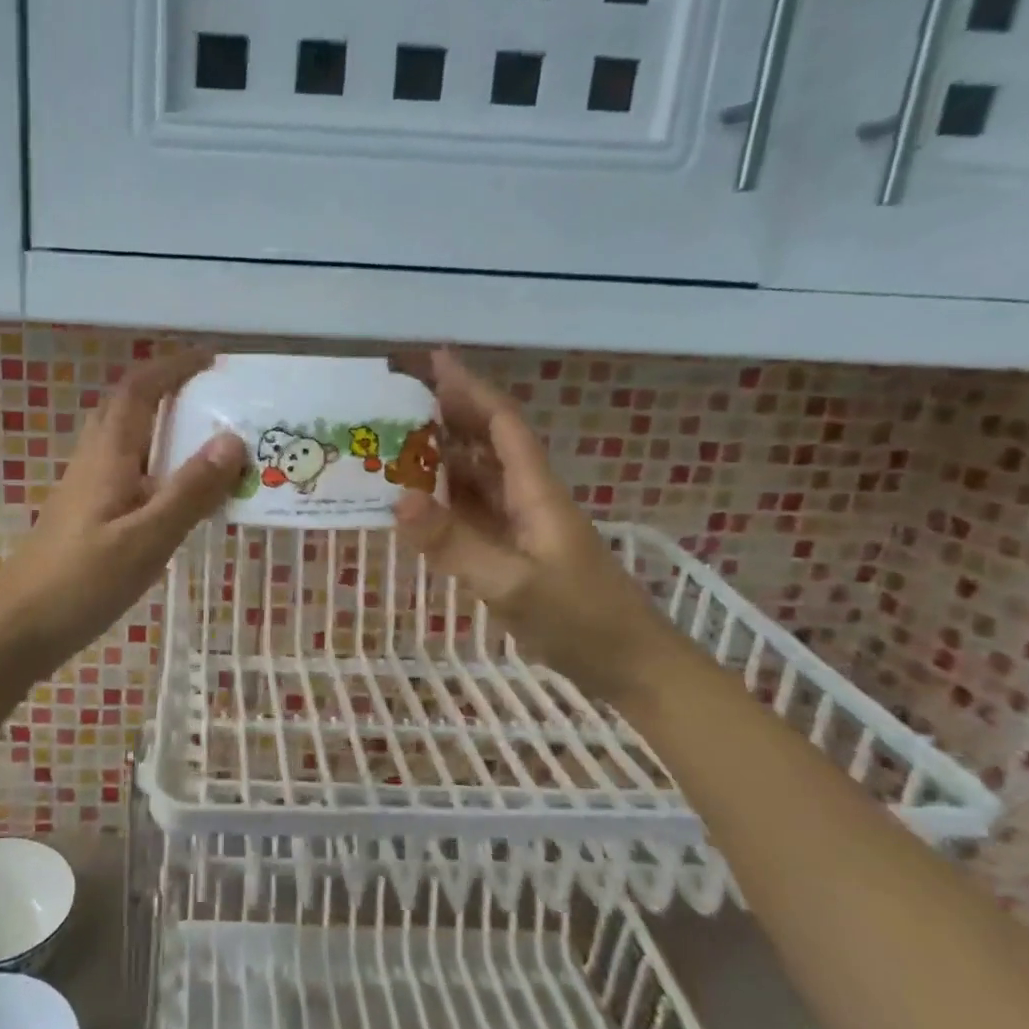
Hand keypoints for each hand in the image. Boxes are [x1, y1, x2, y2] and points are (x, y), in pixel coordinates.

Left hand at [0, 350, 245, 673]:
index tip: (213, 358)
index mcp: (109, 455)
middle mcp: (94, 460)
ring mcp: (86, 487)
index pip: (140, 390)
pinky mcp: (86, 513)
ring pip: (126, 437)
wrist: (18, 628)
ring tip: (207, 438)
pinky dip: (157, 462)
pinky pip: (127, 468)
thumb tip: (232, 439)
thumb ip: (191, 490)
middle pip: (128, 405)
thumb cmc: (83, 582)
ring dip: (162, 424)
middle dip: (168, 387)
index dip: (173, 366)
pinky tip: (178, 491)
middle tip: (215, 395)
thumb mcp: (147, 538)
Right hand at [392, 350, 690, 702]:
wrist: (631, 667)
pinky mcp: (515, 552)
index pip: (501, 425)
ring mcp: (522, 526)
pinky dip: (446, 498)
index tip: (435, 360)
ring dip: (443, 455)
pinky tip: (419, 501)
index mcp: (536, 492)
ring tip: (397, 441)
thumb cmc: (581, 621)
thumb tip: (399, 498)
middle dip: (450, 414)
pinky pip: (474, 511)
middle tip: (399, 398)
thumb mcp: (513, 585)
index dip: (470, 389)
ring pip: (479, 476)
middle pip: (487, 443)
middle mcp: (528, 498)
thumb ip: (456, 544)